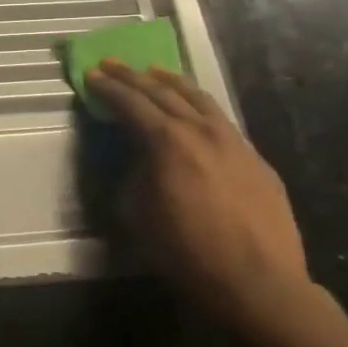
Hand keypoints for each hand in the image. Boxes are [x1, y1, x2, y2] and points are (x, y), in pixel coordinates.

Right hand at [83, 60, 308, 317]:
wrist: (256, 282)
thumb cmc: (183, 250)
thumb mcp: (136, 210)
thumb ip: (133, 172)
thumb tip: (138, 157)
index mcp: (167, 141)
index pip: (130, 103)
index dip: (107, 88)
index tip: (91, 75)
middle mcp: (201, 131)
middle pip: (162, 92)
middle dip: (133, 76)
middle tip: (112, 64)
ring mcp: (234, 142)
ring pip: (199, 99)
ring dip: (172, 83)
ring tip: (155, 71)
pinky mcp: (255, 159)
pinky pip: (221, 121)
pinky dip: (199, 106)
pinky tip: (194, 110)